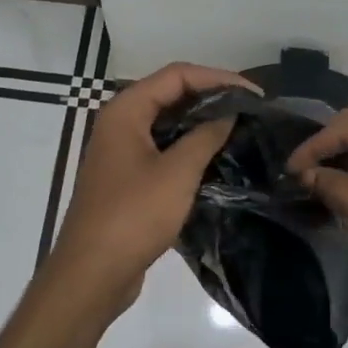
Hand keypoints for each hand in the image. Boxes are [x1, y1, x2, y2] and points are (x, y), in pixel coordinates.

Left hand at [44, 62, 257, 315]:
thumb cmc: (134, 216)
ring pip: (168, 124)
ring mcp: (122, 151)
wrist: (93, 273)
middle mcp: (120, 123)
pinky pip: (163, 150)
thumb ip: (206, 136)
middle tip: (251, 111)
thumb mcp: (177, 173)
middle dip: (211, 98)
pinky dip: (189, 149)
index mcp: (126, 111)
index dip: (218, 78)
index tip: (254, 94)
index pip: (177, 75)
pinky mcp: (128, 178)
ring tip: (241, 131)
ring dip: (202, 124)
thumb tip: (229, 113)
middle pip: (171, 95)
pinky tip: (217, 160)